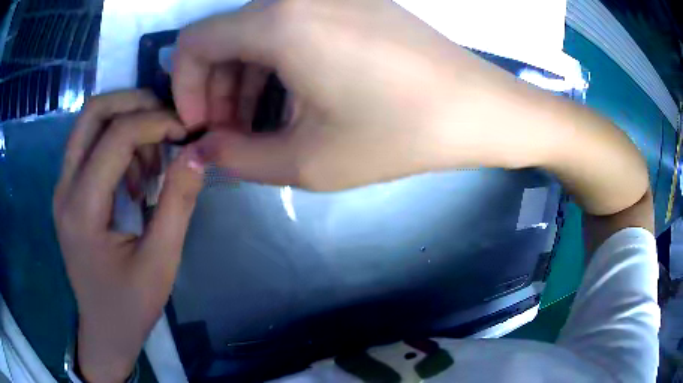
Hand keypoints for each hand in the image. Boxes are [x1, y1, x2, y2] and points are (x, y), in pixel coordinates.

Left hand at [53, 91, 204, 382]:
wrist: (104, 329)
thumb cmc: (131, 305)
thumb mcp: (161, 262)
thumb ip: (178, 203)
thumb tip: (197, 152)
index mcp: (82, 209)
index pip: (116, 136)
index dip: (156, 122)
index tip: (187, 133)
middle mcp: (64, 187)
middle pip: (94, 111)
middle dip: (136, 103)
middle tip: (168, 123)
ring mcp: (63, 186)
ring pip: (91, 121)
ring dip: (127, 122)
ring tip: (152, 160)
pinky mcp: (69, 190)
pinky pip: (91, 142)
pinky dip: (118, 141)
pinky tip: (136, 176)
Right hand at [173, 0, 501, 189]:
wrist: (476, 108)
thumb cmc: (399, 134)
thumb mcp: (308, 161)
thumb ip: (237, 159)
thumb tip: (199, 151)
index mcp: (278, 20)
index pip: (193, 42)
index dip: (184, 88)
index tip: (203, 127)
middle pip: (223, 38)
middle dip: (215, 89)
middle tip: (232, 136)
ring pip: (255, 33)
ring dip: (244, 79)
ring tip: (261, 125)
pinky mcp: (351, 3)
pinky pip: (289, 28)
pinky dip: (275, 63)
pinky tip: (294, 98)